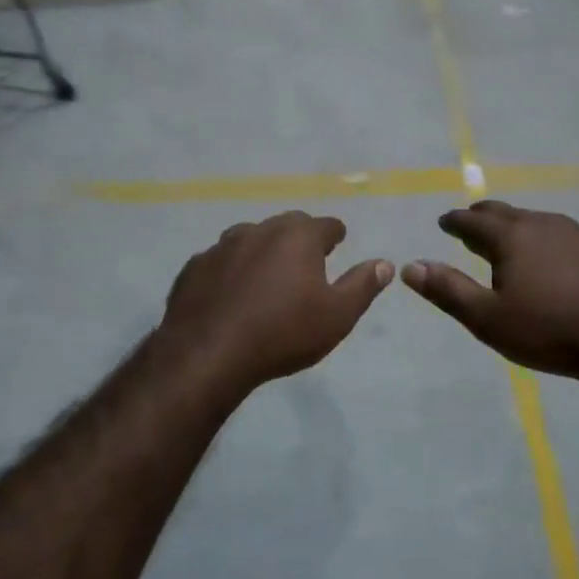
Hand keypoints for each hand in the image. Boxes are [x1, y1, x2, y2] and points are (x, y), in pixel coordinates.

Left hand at [158, 211, 393, 391]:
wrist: (208, 353)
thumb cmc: (283, 333)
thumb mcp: (337, 316)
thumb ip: (362, 285)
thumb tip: (384, 263)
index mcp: (297, 237)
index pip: (326, 225)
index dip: (335, 235)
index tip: (338, 243)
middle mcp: (259, 230)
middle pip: (287, 226)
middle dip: (299, 238)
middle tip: (306, 261)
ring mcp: (221, 247)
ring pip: (250, 239)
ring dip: (262, 251)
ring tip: (268, 276)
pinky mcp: (194, 267)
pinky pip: (220, 262)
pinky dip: (231, 271)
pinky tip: (231, 294)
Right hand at [404, 201, 578, 379]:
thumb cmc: (550, 330)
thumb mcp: (489, 320)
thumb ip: (448, 291)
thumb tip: (410, 266)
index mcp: (512, 238)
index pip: (473, 221)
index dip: (455, 221)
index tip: (444, 222)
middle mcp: (545, 225)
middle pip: (508, 213)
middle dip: (485, 216)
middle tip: (473, 222)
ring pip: (542, 222)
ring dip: (523, 228)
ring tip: (516, 241)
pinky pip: (573, 238)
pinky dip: (557, 243)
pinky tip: (564, 260)